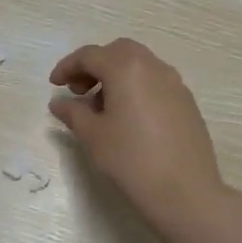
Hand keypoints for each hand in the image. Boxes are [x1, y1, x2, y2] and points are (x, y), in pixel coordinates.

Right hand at [48, 39, 223, 226]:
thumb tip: (59, 102)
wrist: (184, 191)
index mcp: (126, 68)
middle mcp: (153, 67)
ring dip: (116, 76)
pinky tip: (128, 118)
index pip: (90, 55)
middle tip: (78, 91)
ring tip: (101, 108)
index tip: (54, 85)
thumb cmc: (131, 159)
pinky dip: (136, 88)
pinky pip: (155, 82)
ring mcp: (175, 83)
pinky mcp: (187, 102)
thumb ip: (73, 112)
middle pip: (118, 52)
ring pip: (139, 65)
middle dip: (94, 66)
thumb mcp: (93, 136)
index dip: (68, 67)